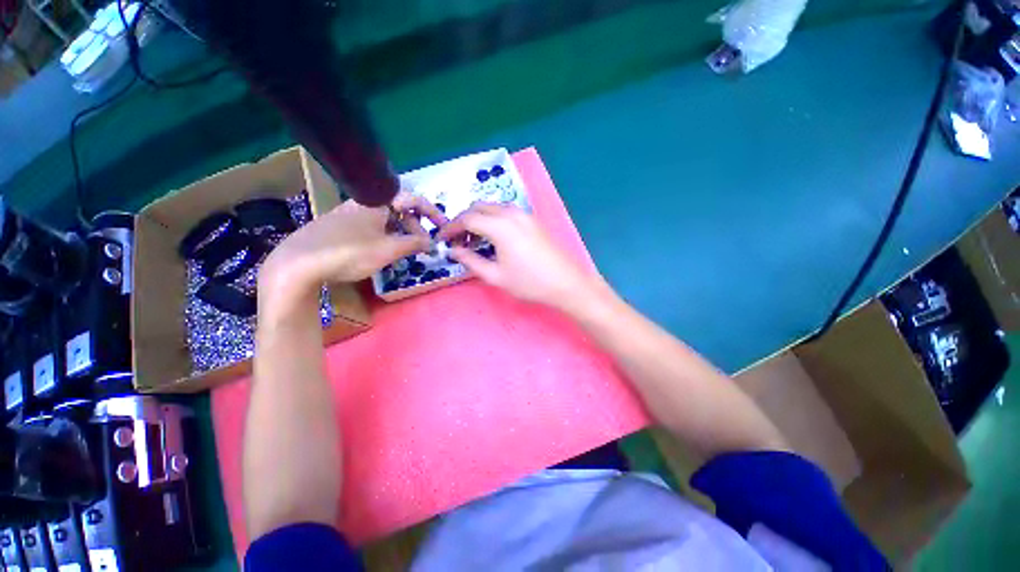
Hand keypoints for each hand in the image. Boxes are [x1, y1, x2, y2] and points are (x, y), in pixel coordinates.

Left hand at [260, 193, 447, 299]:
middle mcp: (364, 204)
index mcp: (378, 203)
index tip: (443, 228)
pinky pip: (371, 227)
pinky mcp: (338, 227)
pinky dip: (385, 237)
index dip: (432, 213)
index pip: (414, 200)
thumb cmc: (348, 253)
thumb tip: (431, 242)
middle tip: (424, 247)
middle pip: (399, 210)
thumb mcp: (388, 250)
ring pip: (385, 220)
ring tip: (405, 252)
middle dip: (416, 227)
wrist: (297, 264)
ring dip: (401, 234)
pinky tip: (381, 252)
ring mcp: (348, 214)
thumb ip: (414, 243)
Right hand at [437, 203, 597, 310]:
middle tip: (457, 241)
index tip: (441, 239)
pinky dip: (493, 220)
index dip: (451, 228)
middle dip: (464, 221)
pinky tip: (493, 238)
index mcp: (500, 226)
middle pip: (478, 208)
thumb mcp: (496, 276)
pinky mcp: (532, 220)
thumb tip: (453, 251)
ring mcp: (524, 215)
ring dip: (479, 219)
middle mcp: (511, 213)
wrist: (566, 282)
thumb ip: (471, 261)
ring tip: (474, 241)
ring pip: (492, 208)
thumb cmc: (529, 282)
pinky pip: (505, 213)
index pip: (467, 219)